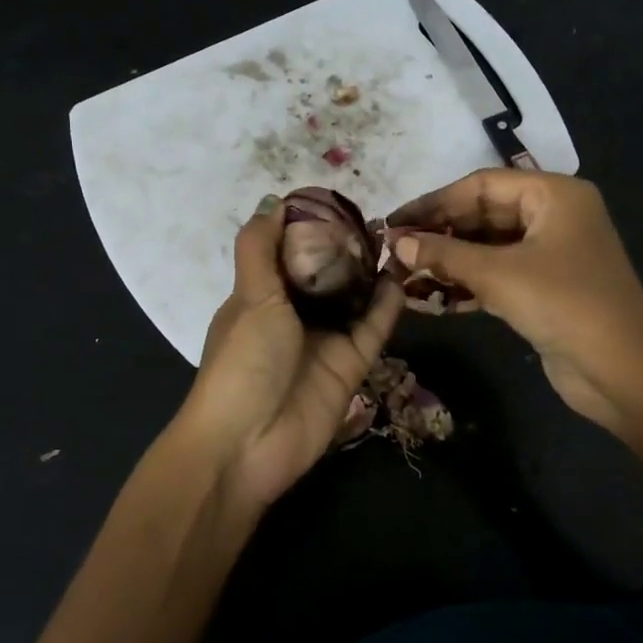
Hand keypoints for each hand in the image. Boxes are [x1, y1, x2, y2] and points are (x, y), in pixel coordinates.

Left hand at [177, 194, 402, 511]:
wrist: (249, 442)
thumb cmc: (243, 361)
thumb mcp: (249, 295)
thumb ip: (261, 247)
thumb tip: (274, 201)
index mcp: (261, 295)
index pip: (288, 252)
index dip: (308, 226)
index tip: (335, 199)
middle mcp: (294, 314)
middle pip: (326, 274)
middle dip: (347, 248)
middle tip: (375, 218)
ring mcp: (324, 340)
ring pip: (354, 298)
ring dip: (372, 272)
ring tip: (395, 239)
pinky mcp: (351, 364)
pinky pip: (373, 327)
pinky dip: (386, 304)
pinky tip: (399, 277)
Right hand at [385, 170, 642, 430]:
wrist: (623, 372)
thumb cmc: (564, 305)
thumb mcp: (499, 275)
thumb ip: (445, 255)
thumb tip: (397, 243)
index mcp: (553, 195)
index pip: (480, 186)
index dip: (434, 203)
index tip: (393, 222)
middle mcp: (554, 216)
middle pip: (483, 215)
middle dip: (439, 235)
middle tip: (394, 252)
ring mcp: (551, 254)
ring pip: (487, 249)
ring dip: (448, 263)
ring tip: (403, 277)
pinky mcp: (545, 289)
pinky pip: (498, 276)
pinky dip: (467, 285)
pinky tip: (430, 299)